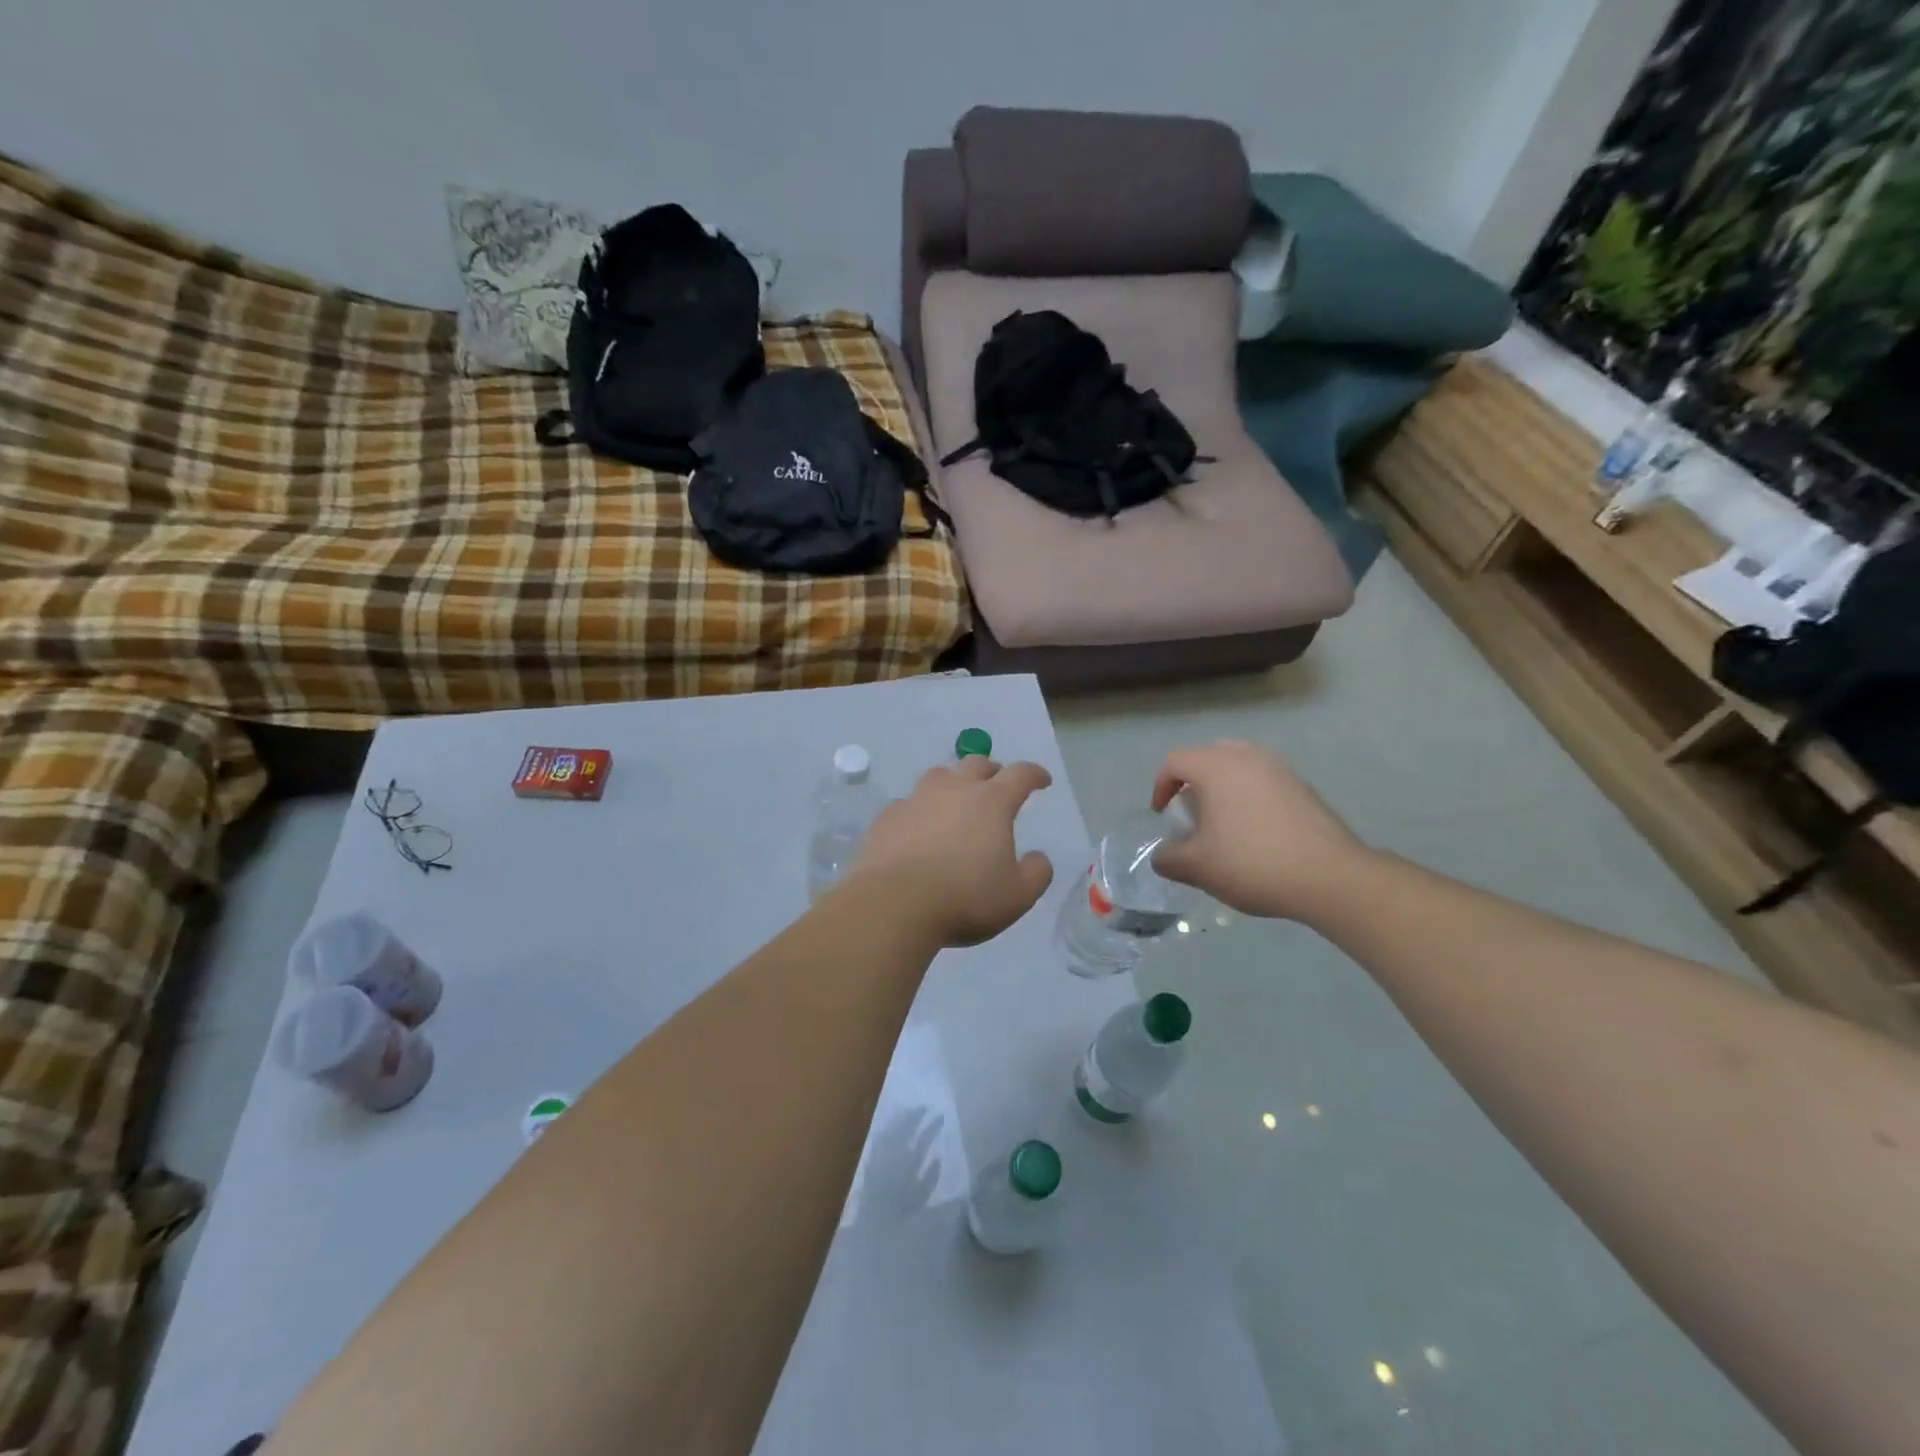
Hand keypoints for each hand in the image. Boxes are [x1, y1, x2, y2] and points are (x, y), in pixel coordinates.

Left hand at [851, 757, 1054, 946]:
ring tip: (957, 800)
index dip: (1034, 774)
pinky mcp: (887, 817)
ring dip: (954, 783)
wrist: (895, 903)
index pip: (1020, 774)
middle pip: (977, 764)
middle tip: (998, 785)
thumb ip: (1036, 873)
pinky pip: (909, 803)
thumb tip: (1038, 858)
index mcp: (992, 802)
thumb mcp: (1017, 895)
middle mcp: (954, 790)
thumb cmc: (965, 897)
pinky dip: (921, 810)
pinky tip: (919, 829)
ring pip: (939, 776)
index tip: (1042, 781)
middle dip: (993, 771)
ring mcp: (916, 800)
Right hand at [1150, 741, 1372, 922]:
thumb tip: (1162, 856)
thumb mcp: (1197, 867)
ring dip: (1223, 788)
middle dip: (1193, 783)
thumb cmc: (1252, 863)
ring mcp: (1279, 769)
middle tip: (1192, 813)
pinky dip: (1250, 797)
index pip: (1175, 762)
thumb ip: (1169, 858)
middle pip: (1208, 757)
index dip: (1161, 787)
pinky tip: (1256, 832)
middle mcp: (1247, 757)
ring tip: (1223, 822)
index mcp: (1216, 767)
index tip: (1163, 816)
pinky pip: (1264, 781)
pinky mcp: (1303, 787)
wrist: (1329, 877)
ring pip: (1239, 766)